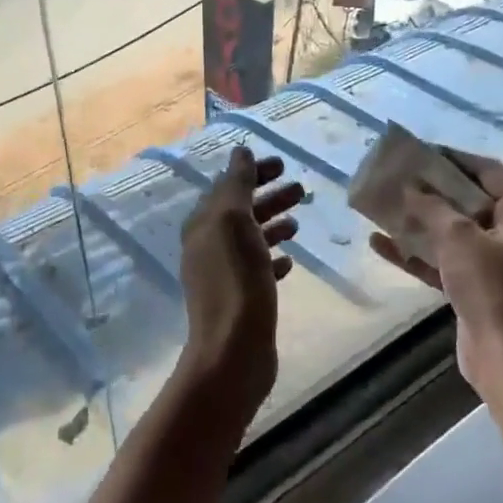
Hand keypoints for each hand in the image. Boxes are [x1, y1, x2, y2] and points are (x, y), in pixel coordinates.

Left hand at [178, 147, 304, 404]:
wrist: (233, 349)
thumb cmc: (236, 280)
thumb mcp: (234, 223)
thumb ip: (237, 186)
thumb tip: (240, 152)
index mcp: (202, 225)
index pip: (227, 188)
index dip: (252, 173)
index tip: (282, 164)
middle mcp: (207, 247)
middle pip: (240, 212)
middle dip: (268, 197)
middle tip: (300, 189)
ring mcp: (223, 275)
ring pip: (250, 240)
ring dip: (273, 225)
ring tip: (299, 221)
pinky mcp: (241, 300)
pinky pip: (257, 270)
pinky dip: (273, 259)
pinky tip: (291, 260)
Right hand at [368, 150, 502, 396]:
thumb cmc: (492, 287)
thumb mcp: (459, 238)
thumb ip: (432, 207)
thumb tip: (409, 187)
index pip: (488, 172)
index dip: (453, 160)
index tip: (419, 152)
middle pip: (469, 202)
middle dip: (431, 192)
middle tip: (397, 178)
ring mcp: (497, 262)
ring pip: (453, 233)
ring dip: (419, 223)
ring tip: (382, 207)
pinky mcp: (478, 287)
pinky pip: (444, 261)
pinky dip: (417, 254)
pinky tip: (380, 244)